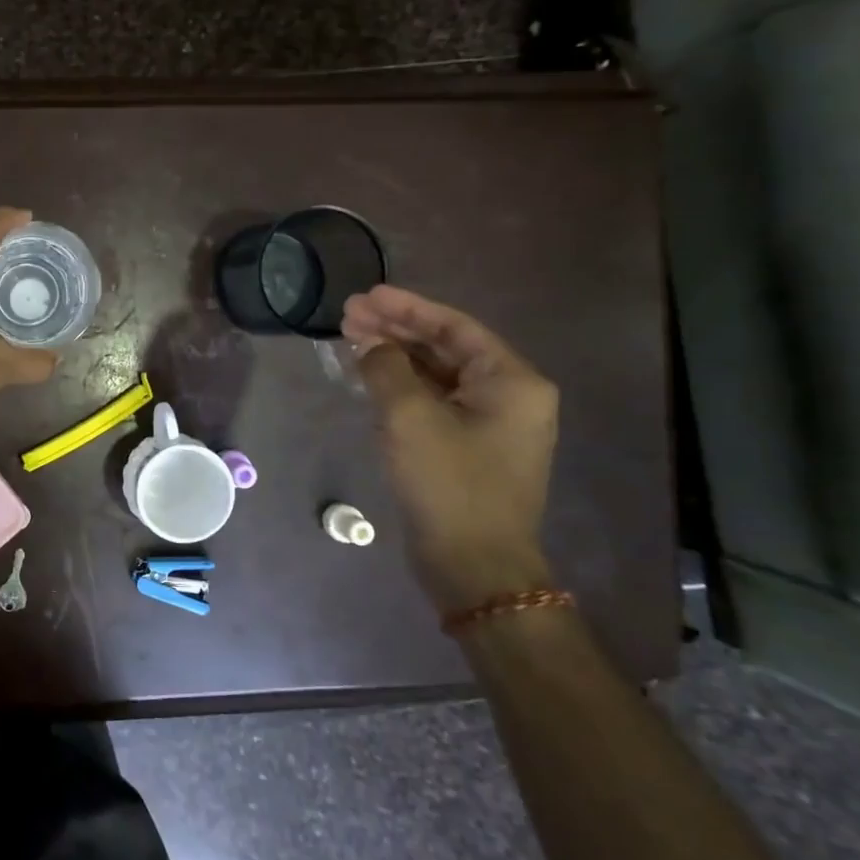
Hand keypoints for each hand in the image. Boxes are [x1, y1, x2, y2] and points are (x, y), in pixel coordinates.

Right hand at [342, 285, 558, 613]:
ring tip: (351, 340)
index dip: (406, 307)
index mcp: (511, 381)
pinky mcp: (468, 447)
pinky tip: (368, 376)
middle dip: (395, 330)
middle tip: (348, 315)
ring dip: (395, 356)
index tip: (366, 295)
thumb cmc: (449, 483)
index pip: (454, 327)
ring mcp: (490, 424)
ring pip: (436, 374)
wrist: (474, 565)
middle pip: (445, 348)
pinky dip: (401, 385)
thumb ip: (386, 368)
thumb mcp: (409, 416)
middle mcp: (509, 396)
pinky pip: (433, 401)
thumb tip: (371, 346)